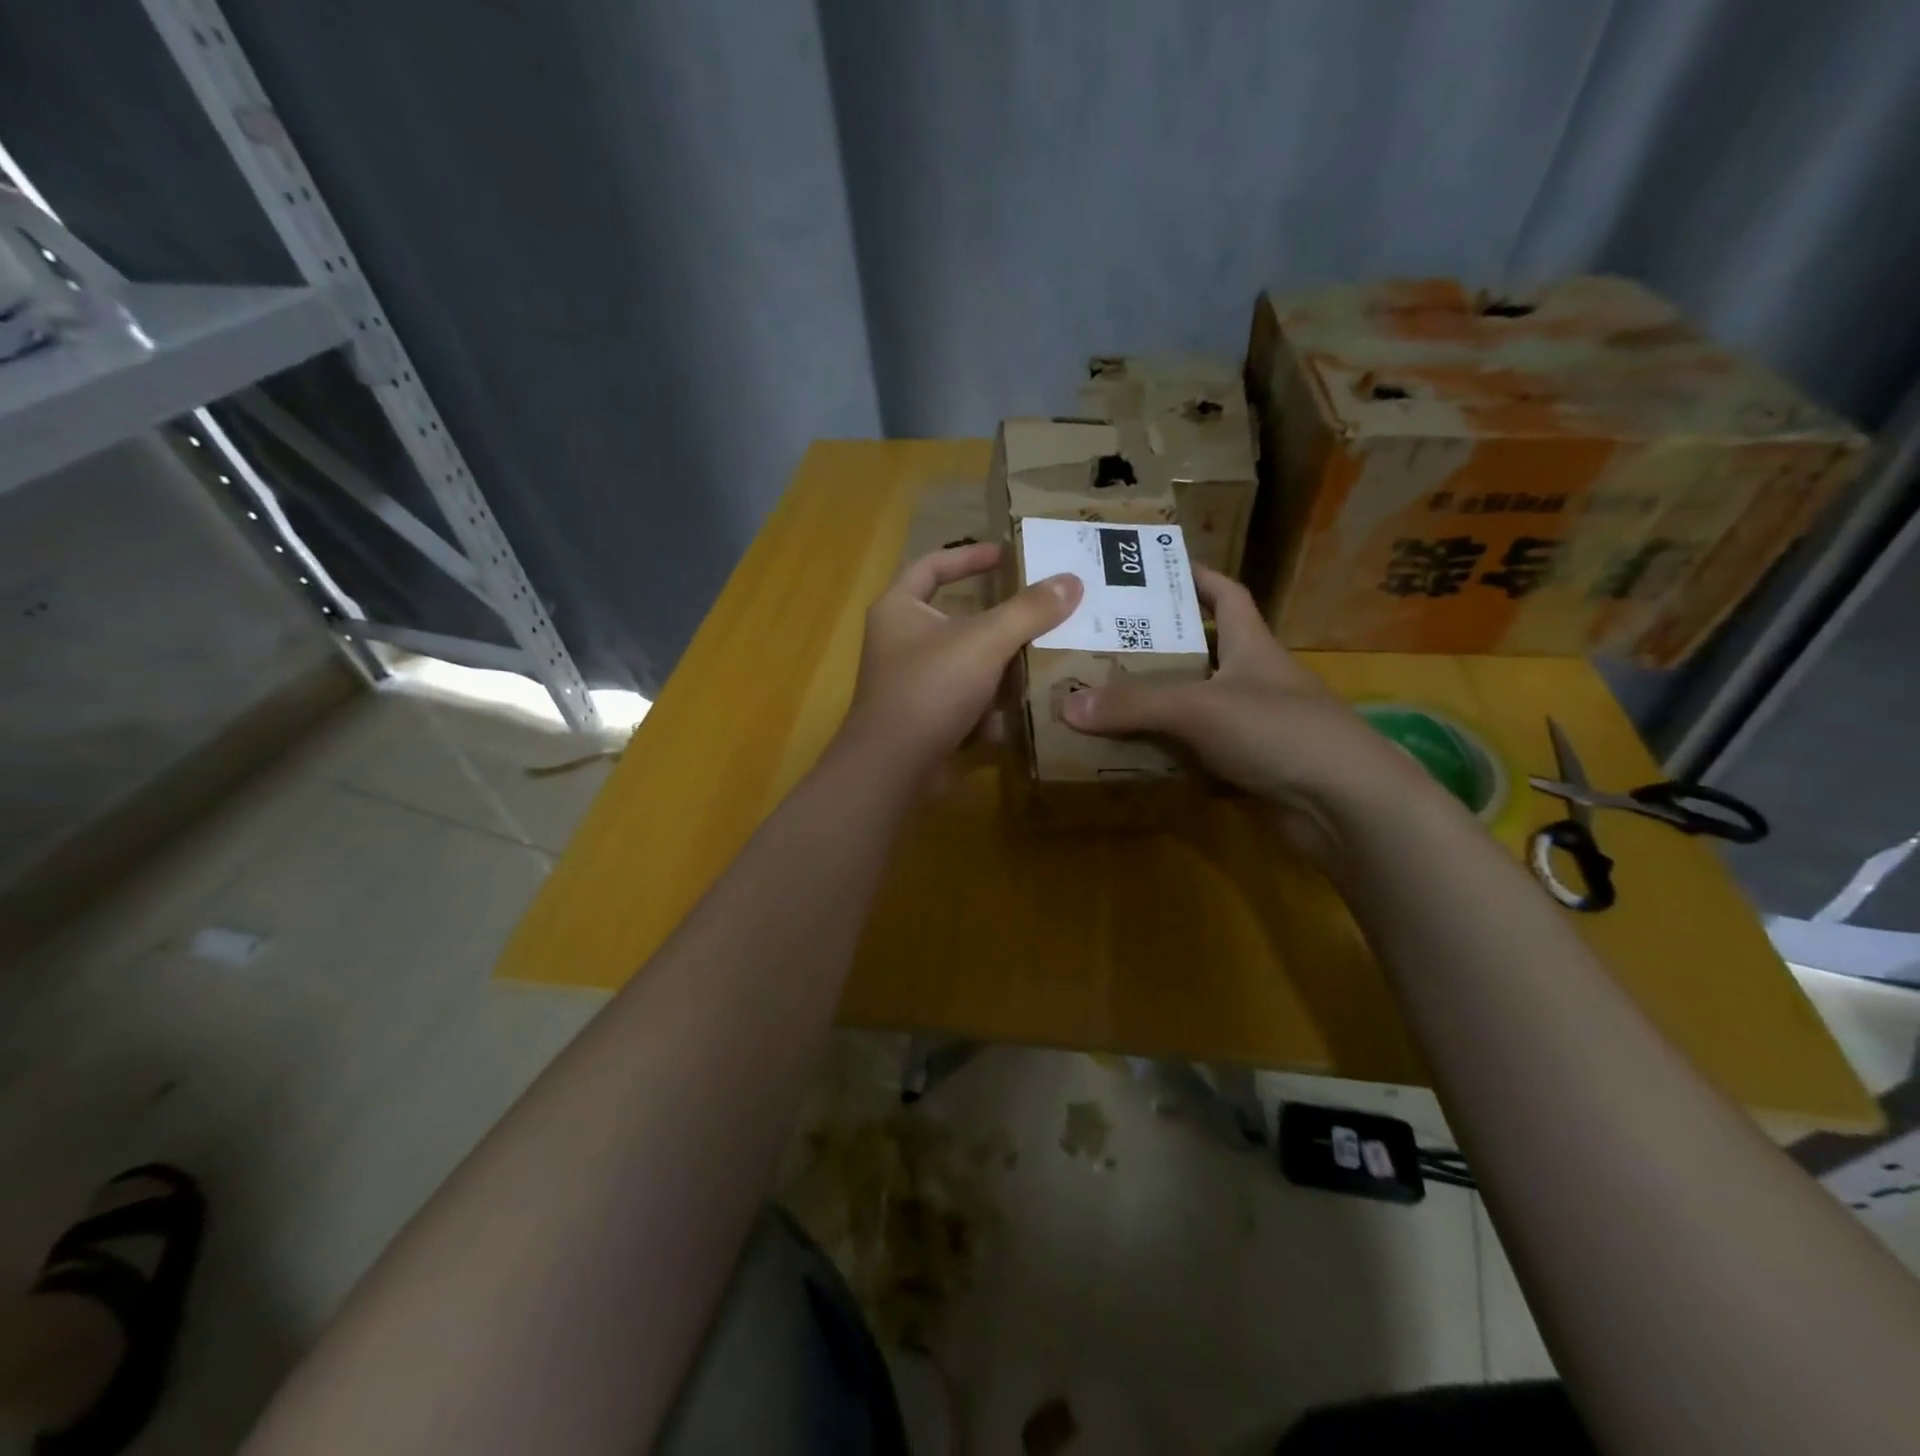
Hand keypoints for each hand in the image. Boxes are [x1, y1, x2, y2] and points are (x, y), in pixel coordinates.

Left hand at [837, 543, 1080, 787]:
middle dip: (999, 619)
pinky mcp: (928, 721)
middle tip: (1043, 610)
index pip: (931, 566)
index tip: (1007, 554)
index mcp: (899, 610)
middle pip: (956, 619)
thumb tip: (1072, 581)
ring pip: (967, 664)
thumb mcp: (984, 641)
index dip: (968, 556)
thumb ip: (1028, 610)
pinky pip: (968, 702)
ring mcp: (913, 686)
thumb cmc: (930, 688)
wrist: (894, 768)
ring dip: (1003, 663)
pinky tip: (1030, 702)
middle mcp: (901, 643)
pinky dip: (995, 703)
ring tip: (1049, 655)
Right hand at [1061, 566, 1440, 857]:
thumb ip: (1134, 706)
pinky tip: (1136, 755)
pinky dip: (1173, 752)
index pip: (1227, 595)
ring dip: (1161, 704)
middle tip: (1105, 644)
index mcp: (1252, 646)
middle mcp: (1254, 679)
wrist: (1344, 805)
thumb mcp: (1200, 708)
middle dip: (1160, 647)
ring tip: (1106, 698)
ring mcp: (1256, 725)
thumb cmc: (1279, 731)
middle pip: (1204, 652)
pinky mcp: (1252, 766)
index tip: (1157, 570)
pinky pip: (1202, 751)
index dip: (1198, 578)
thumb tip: (1066, 706)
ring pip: (1198, 705)